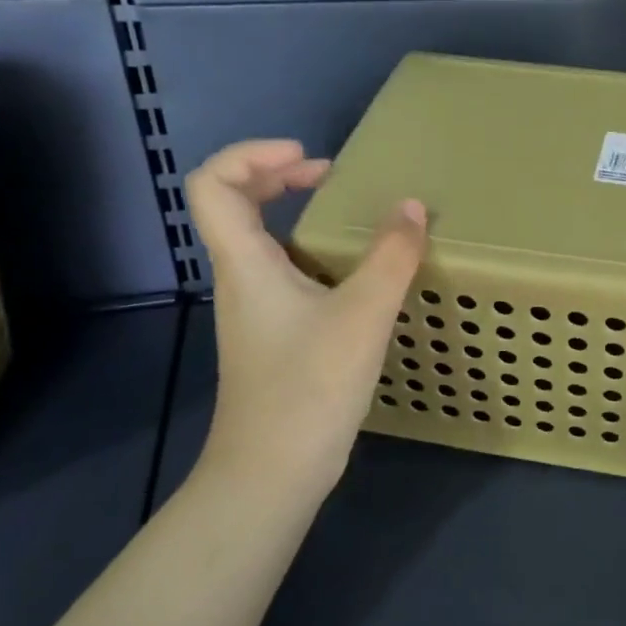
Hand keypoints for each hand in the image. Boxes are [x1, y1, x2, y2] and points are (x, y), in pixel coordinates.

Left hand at [184, 140, 426, 507]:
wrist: (273, 472)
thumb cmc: (309, 387)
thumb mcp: (362, 315)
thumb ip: (391, 257)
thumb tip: (413, 207)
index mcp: (245, 263)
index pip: (213, 183)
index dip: (253, 154)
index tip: (311, 159)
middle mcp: (241, 280)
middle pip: (234, 205)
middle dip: (279, 176)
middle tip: (331, 176)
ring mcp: (255, 313)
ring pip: (261, 243)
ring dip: (298, 217)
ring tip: (351, 220)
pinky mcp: (274, 340)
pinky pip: (284, 276)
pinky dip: (314, 258)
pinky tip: (356, 279)